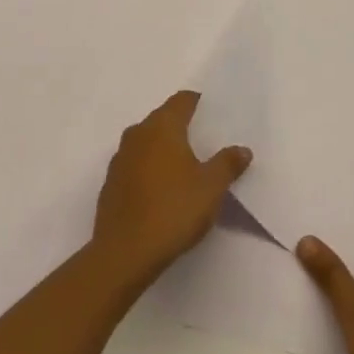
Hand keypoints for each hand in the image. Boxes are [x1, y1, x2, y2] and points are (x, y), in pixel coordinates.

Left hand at [92, 91, 251, 290]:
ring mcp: (120, 158)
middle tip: (206, 142)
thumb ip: (227, 164)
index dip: (199, 103)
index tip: (215, 114)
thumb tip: (242, 149)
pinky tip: (162, 191)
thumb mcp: (211, 188)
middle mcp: (138, 133)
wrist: (124, 253)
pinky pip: (135, 165)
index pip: (182, 100)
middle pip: (163, 118)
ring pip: (147, 142)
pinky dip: (150, 169)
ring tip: (186, 168)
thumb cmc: (172, 210)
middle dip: (183, 127)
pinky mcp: (111, 183)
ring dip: (164, 149)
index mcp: (162, 126)